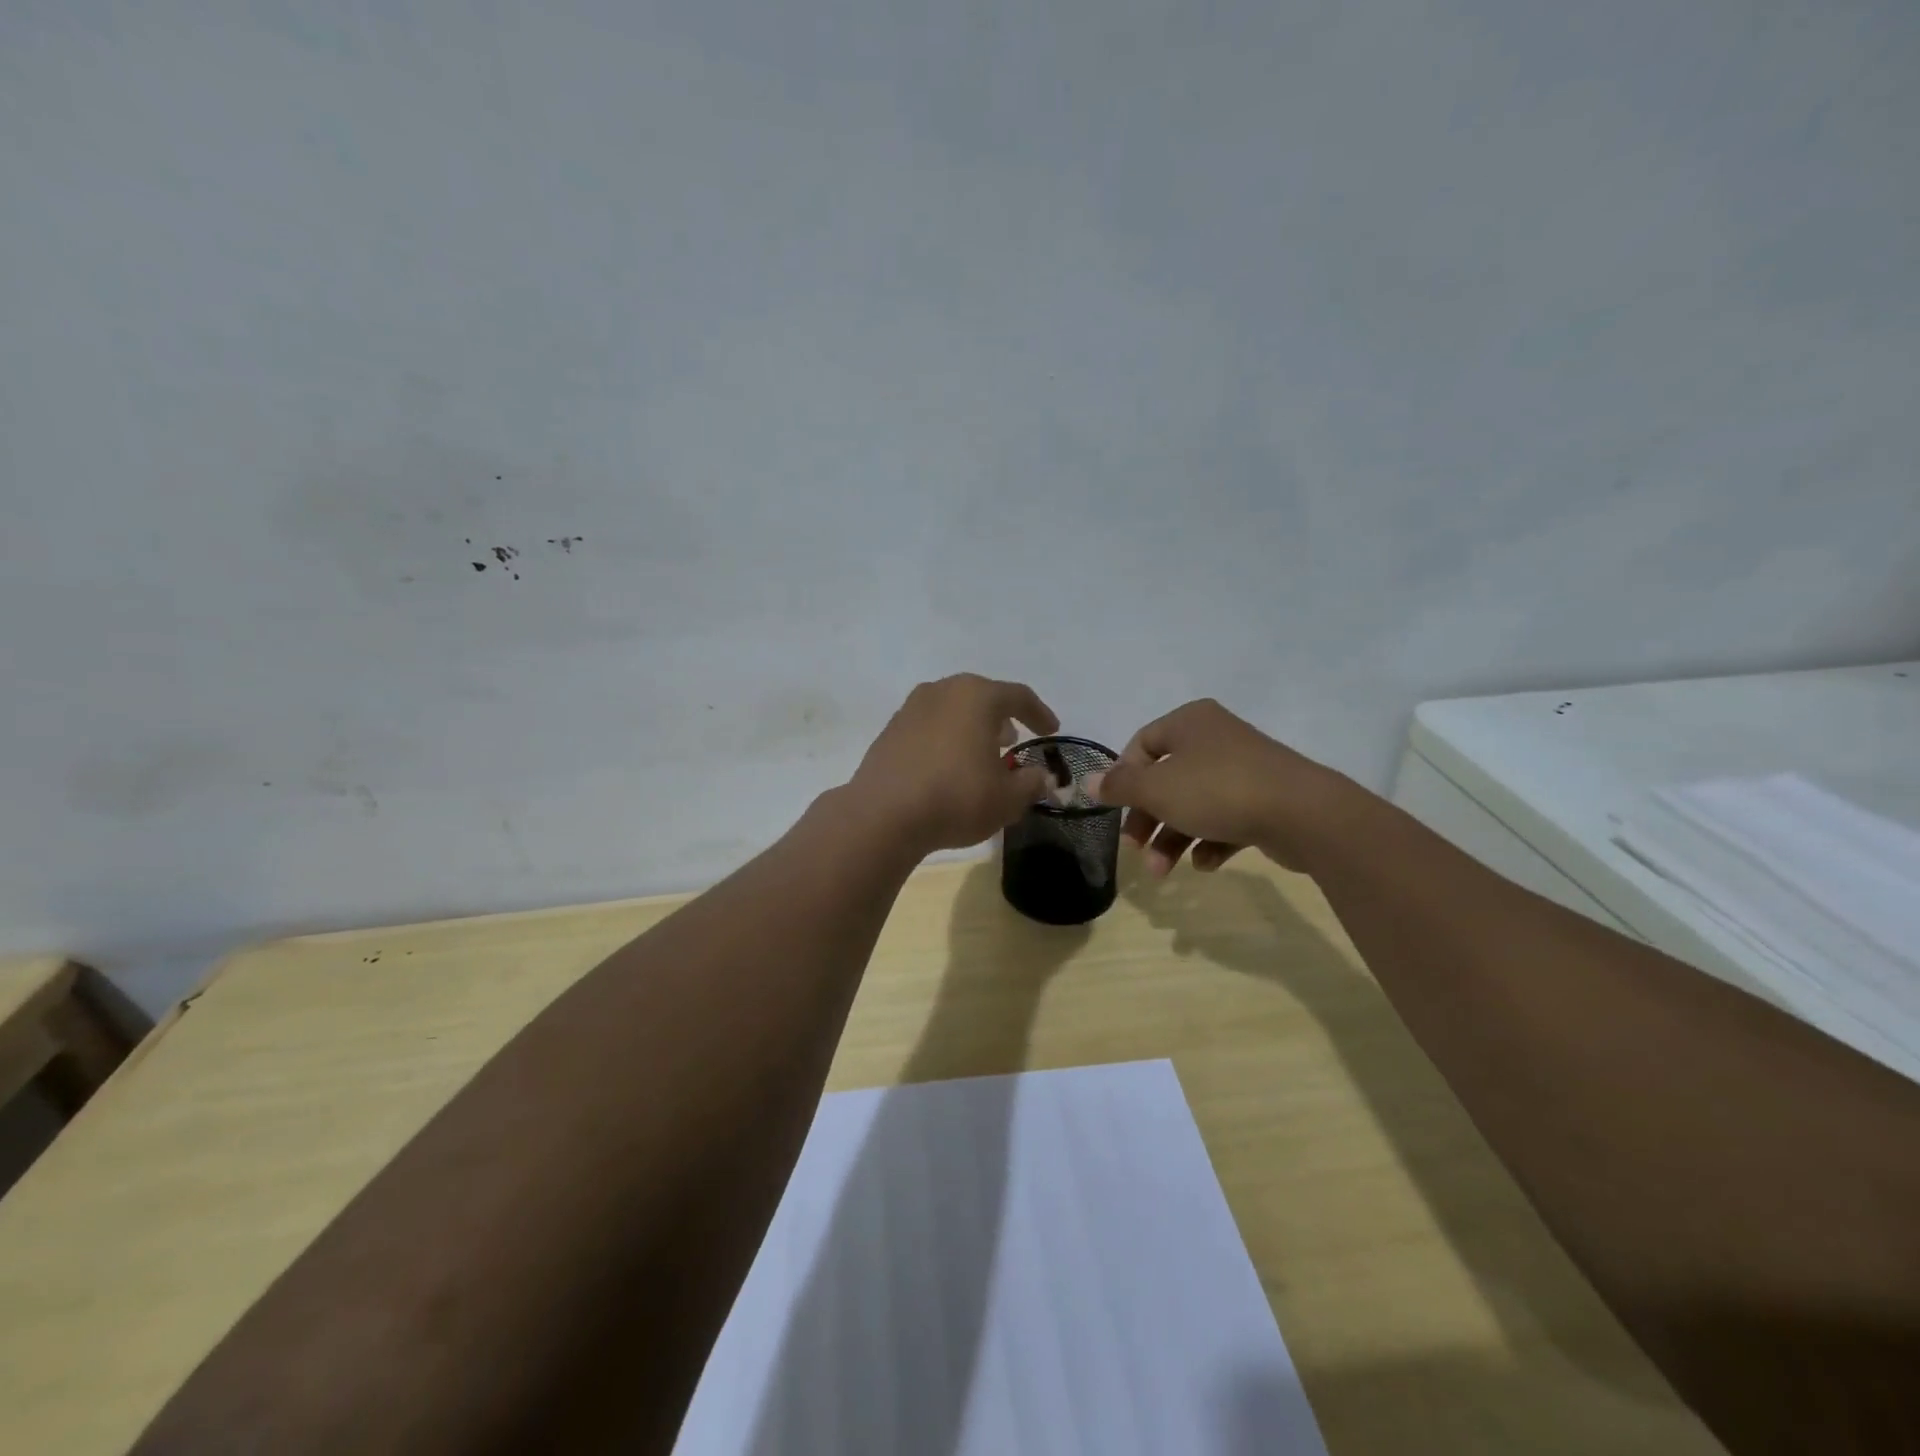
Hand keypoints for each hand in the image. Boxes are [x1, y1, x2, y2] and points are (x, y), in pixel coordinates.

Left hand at [848, 674, 1060, 854]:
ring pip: (952, 709)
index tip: (1051, 731)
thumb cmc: (956, 798)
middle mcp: (942, 691)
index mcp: (977, 696)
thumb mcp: (1007, 798)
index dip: (1039, 713)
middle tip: (1013, 739)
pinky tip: (948, 765)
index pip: (1018, 696)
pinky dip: (945, 738)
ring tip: (981, 752)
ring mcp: (911, 708)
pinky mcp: (890, 730)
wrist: (883, 815)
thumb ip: (1031, 783)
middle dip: (1001, 716)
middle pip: (981, 696)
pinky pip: (929, 726)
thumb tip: (1042, 777)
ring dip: (971, 727)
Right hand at [1087, 698, 1351, 875]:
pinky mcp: (1267, 800)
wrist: (1303, 813)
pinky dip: (1210, 841)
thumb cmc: (1217, 790)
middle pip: (1166, 779)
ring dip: (1173, 839)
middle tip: (1135, 848)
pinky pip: (1227, 819)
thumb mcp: (1157, 789)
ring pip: (1195, 803)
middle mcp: (1216, 738)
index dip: (1123, 777)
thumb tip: (1086, 781)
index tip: (1115, 808)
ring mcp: (1245, 769)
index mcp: (1189, 722)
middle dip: (1147, 819)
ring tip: (1164, 872)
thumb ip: (1120, 786)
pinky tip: (1206, 864)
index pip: (1142, 744)